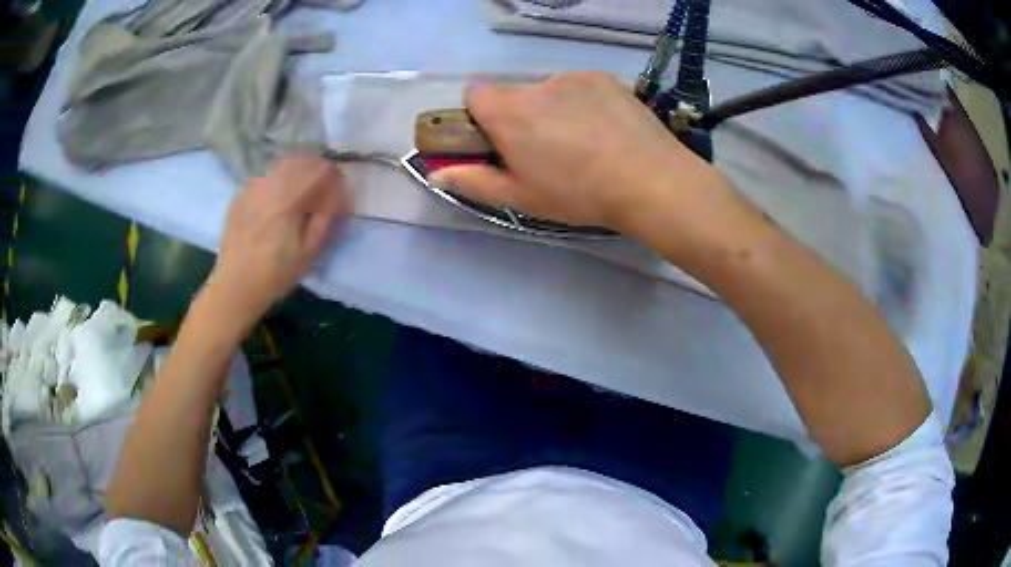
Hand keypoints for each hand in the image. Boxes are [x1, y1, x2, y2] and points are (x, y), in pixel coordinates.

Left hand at [208, 155, 349, 325]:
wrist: (235, 286)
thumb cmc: (276, 274)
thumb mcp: (309, 251)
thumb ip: (325, 217)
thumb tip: (336, 193)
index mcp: (288, 197)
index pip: (319, 170)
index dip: (334, 176)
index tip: (339, 190)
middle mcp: (269, 184)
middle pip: (300, 160)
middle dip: (315, 170)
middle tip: (321, 190)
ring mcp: (251, 188)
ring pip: (280, 166)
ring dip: (295, 174)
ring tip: (299, 195)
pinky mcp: (240, 196)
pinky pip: (264, 179)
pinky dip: (276, 183)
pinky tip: (275, 204)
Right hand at [429, 72, 727, 231]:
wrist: (650, 180)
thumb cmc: (578, 193)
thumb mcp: (521, 197)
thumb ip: (473, 181)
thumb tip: (434, 172)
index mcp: (508, 111)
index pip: (474, 94)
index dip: (481, 117)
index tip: (500, 142)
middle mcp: (536, 84)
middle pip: (513, 93)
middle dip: (519, 116)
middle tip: (548, 151)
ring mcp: (573, 76)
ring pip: (548, 89)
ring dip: (553, 109)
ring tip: (585, 142)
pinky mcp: (604, 77)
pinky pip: (580, 86)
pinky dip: (583, 102)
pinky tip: (606, 129)